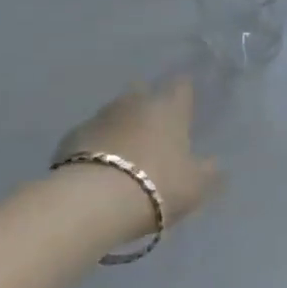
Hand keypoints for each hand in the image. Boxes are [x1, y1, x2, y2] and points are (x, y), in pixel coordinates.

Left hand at [53, 79, 223, 231]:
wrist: (93, 201)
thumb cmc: (156, 186)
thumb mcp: (196, 187)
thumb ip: (208, 172)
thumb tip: (215, 163)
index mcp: (168, 108)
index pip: (181, 86)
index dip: (184, 95)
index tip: (186, 109)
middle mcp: (134, 102)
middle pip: (143, 93)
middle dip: (148, 107)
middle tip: (154, 134)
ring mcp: (99, 117)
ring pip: (115, 114)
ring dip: (120, 127)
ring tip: (124, 155)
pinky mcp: (71, 137)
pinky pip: (91, 136)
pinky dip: (96, 147)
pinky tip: (98, 170)